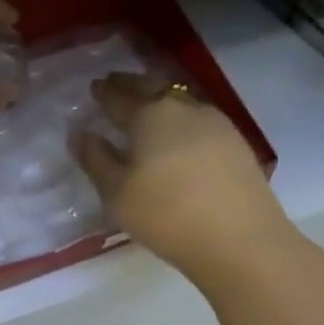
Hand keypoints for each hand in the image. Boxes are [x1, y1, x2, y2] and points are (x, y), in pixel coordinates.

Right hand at [72, 71, 297, 290]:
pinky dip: (181, 118)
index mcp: (149, 115)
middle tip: (116, 83)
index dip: (104, 92)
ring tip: (146, 105)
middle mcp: (183, 108)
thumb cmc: (166, 214)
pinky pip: (199, 118)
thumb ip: (96, 159)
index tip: (94, 86)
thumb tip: (81, 133)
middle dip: (132, 84)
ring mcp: (216, 123)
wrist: (241, 241)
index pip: (119, 96)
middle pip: (153, 87)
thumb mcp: (116, 193)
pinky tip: (178, 132)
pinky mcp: (237, 143)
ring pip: (180, 100)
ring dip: (159, 98)